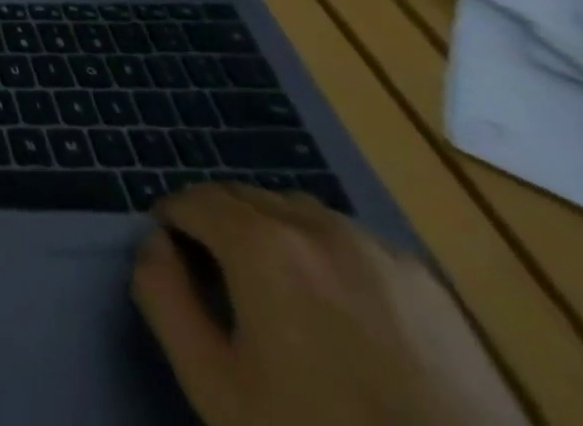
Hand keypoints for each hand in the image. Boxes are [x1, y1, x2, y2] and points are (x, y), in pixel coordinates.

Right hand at [133, 185, 524, 425]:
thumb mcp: (213, 383)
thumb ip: (162, 296)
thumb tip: (154, 244)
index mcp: (260, 240)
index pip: (190, 200)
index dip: (172, 225)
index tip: (174, 261)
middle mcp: (315, 224)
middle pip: (242, 198)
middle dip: (219, 225)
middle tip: (220, 280)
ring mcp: (378, 250)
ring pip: (296, 213)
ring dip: (271, 233)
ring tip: (278, 293)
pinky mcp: (428, 284)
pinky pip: (352, 242)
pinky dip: (325, 255)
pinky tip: (339, 313)